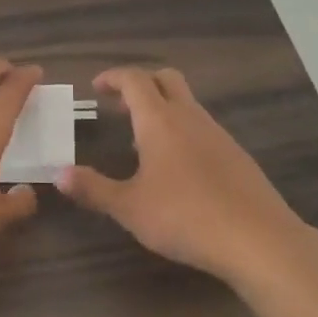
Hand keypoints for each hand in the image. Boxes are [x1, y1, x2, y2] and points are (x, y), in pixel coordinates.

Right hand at [56, 67, 310, 283]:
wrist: (258, 239)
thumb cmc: (185, 217)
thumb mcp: (130, 208)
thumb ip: (93, 189)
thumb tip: (59, 174)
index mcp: (159, 121)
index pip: (134, 80)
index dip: (113, 78)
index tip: (97, 87)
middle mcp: (190, 117)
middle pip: (166, 79)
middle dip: (142, 83)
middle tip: (120, 105)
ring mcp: (218, 134)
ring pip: (187, 103)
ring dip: (163, 108)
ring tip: (142, 141)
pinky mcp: (236, 155)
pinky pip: (203, 127)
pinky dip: (183, 131)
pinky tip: (177, 168)